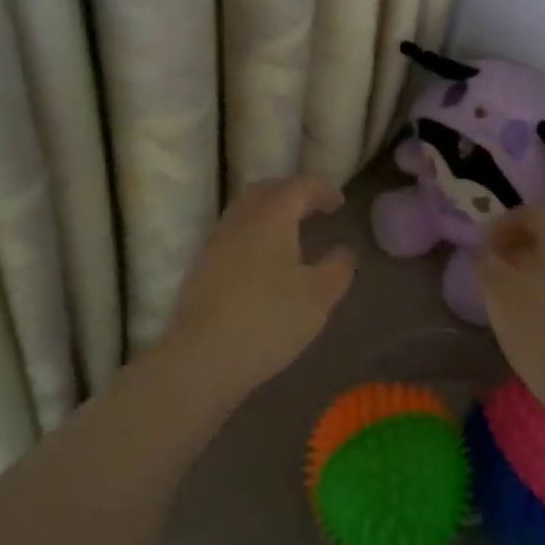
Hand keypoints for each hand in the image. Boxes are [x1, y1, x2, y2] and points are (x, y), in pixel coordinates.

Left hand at [165, 176, 356, 402]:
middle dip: (293, 193)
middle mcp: (241, 218)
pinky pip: (234, 232)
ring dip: (271, 211)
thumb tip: (344, 251)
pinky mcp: (203, 265)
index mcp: (271, 216)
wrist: (201, 357)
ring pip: (246, 209)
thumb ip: (338, 267)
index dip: (321, 189)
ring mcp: (217, 240)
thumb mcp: (319, 297)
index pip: (298, 187)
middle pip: (268, 190)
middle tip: (315, 208)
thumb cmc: (268, 320)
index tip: (339, 202)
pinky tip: (263, 258)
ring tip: (291, 231)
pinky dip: (254, 231)